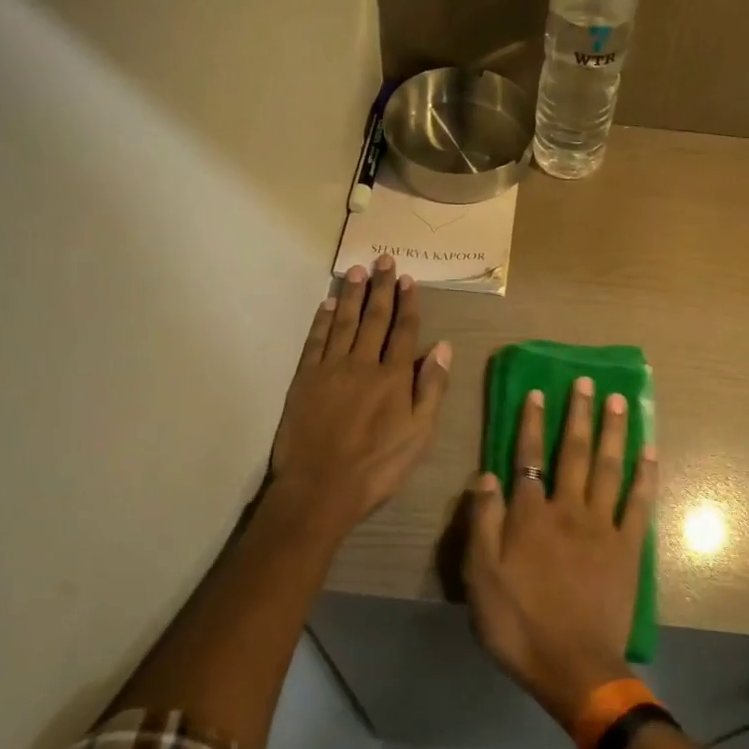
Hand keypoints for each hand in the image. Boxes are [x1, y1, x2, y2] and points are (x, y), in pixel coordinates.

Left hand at [270, 255, 450, 536]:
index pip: (404, 331)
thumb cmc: (377, 467)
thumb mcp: (419, 435)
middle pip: (374, 318)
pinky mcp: (305, 379)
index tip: (407, 279)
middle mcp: (363, 364)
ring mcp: (331, 369)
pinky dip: (321, 321)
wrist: (320, 489)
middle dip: (380, 288)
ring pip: (343, 322)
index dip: (407, 303)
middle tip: (383, 259)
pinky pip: (315, 342)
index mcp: (393, 377)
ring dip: (351, 295)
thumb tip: (443, 347)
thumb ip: (431, 388)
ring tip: (356, 270)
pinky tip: (326, 304)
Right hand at [463, 378, 656, 725]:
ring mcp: (603, 526)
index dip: (532, 423)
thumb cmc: (519, 624)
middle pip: (575, 452)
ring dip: (614, 431)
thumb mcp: (480, 577)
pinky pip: (639, 503)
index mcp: (530, 516)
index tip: (538, 392)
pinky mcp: (629, 547)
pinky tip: (650, 451)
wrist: (574, 667)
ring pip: (609, 467)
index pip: (529, 457)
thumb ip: (482, 522)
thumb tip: (486, 474)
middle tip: (587, 381)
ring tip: (620, 400)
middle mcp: (568, 509)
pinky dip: (645, 475)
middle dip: (579, 414)